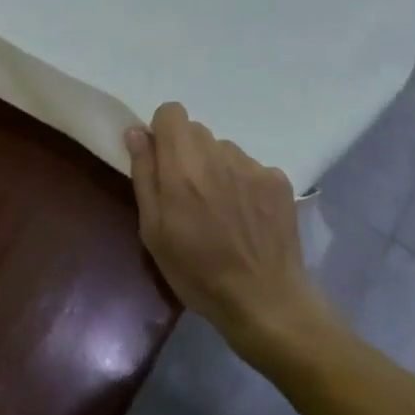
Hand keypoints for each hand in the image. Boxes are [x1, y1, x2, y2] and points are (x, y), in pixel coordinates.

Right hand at [126, 103, 326, 360]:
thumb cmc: (197, 273)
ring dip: (216, 168)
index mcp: (182, 167)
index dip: (163, 132)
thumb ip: (144, 175)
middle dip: (188, 154)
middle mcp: (218, 156)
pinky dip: (244, 184)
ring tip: (221, 211)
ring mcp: (252, 166)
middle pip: (197, 131)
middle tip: (189, 195)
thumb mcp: (153, 231)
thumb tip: (136, 132)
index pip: (171, 112)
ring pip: (224, 150)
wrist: (265, 302)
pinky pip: (250, 168)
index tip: (163, 163)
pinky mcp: (278, 180)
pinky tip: (247, 218)